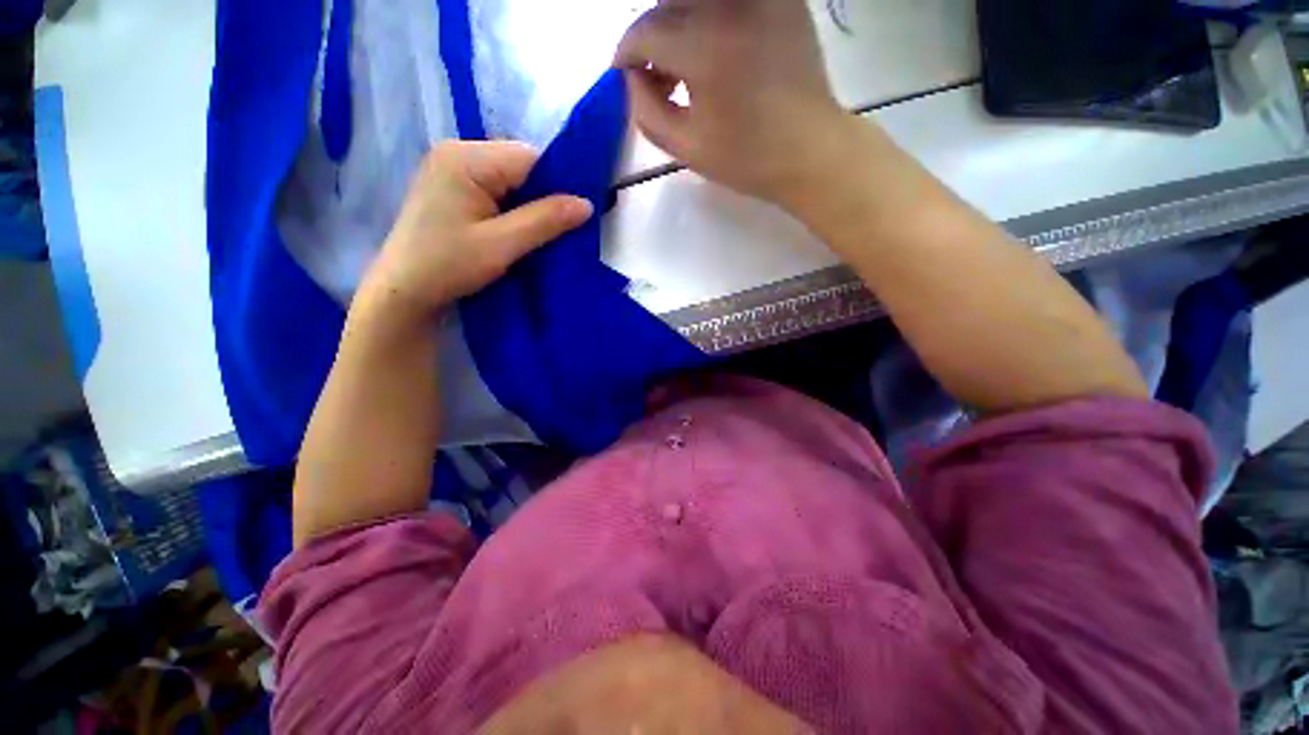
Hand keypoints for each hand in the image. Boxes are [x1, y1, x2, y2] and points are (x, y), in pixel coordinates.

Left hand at [358, 141, 592, 323]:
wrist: (403, 291)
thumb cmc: (449, 266)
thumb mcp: (502, 245)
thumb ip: (545, 221)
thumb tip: (587, 204)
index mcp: (466, 159)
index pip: (529, 158)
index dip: (557, 183)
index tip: (574, 214)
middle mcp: (456, 152)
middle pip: (519, 165)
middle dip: (542, 195)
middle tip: (556, 229)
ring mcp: (450, 168)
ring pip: (509, 179)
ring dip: (527, 204)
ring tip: (535, 232)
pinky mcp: (450, 187)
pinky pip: (495, 188)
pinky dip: (511, 208)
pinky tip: (514, 229)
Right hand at [614, 0, 854, 208]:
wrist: (810, 151)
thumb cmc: (747, 159)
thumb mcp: (686, 147)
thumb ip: (646, 111)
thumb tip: (631, 80)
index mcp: (703, 47)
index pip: (644, 33)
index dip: (625, 56)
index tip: (624, 77)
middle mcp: (728, 7)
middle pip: (666, 7)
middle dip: (650, 40)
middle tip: (654, 78)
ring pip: (694, 0)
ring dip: (676, 25)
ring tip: (682, 68)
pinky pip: (727, 3)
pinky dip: (708, 19)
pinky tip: (712, 50)